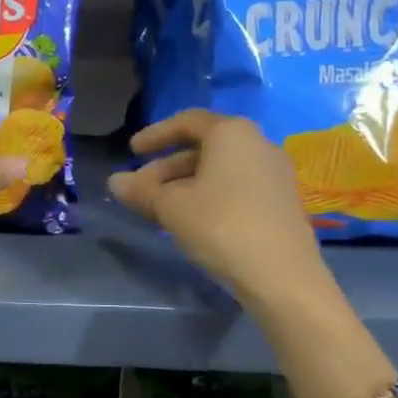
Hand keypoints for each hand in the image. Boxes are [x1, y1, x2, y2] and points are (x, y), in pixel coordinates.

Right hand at [109, 110, 332, 312]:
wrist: (282, 275)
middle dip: (167, 167)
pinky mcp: (283, 200)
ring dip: (187, 183)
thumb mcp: (172, 208)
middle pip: (204, 147)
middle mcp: (258, 143)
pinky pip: (238, 186)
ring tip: (162, 209)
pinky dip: (211, 194)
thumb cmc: (221, 226)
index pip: (186, 122)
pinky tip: (194, 220)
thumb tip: (114, 182)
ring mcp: (275, 172)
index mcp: (231, 133)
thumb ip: (141, 191)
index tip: (132, 152)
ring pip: (221, 169)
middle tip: (141, 190)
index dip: (155, 135)